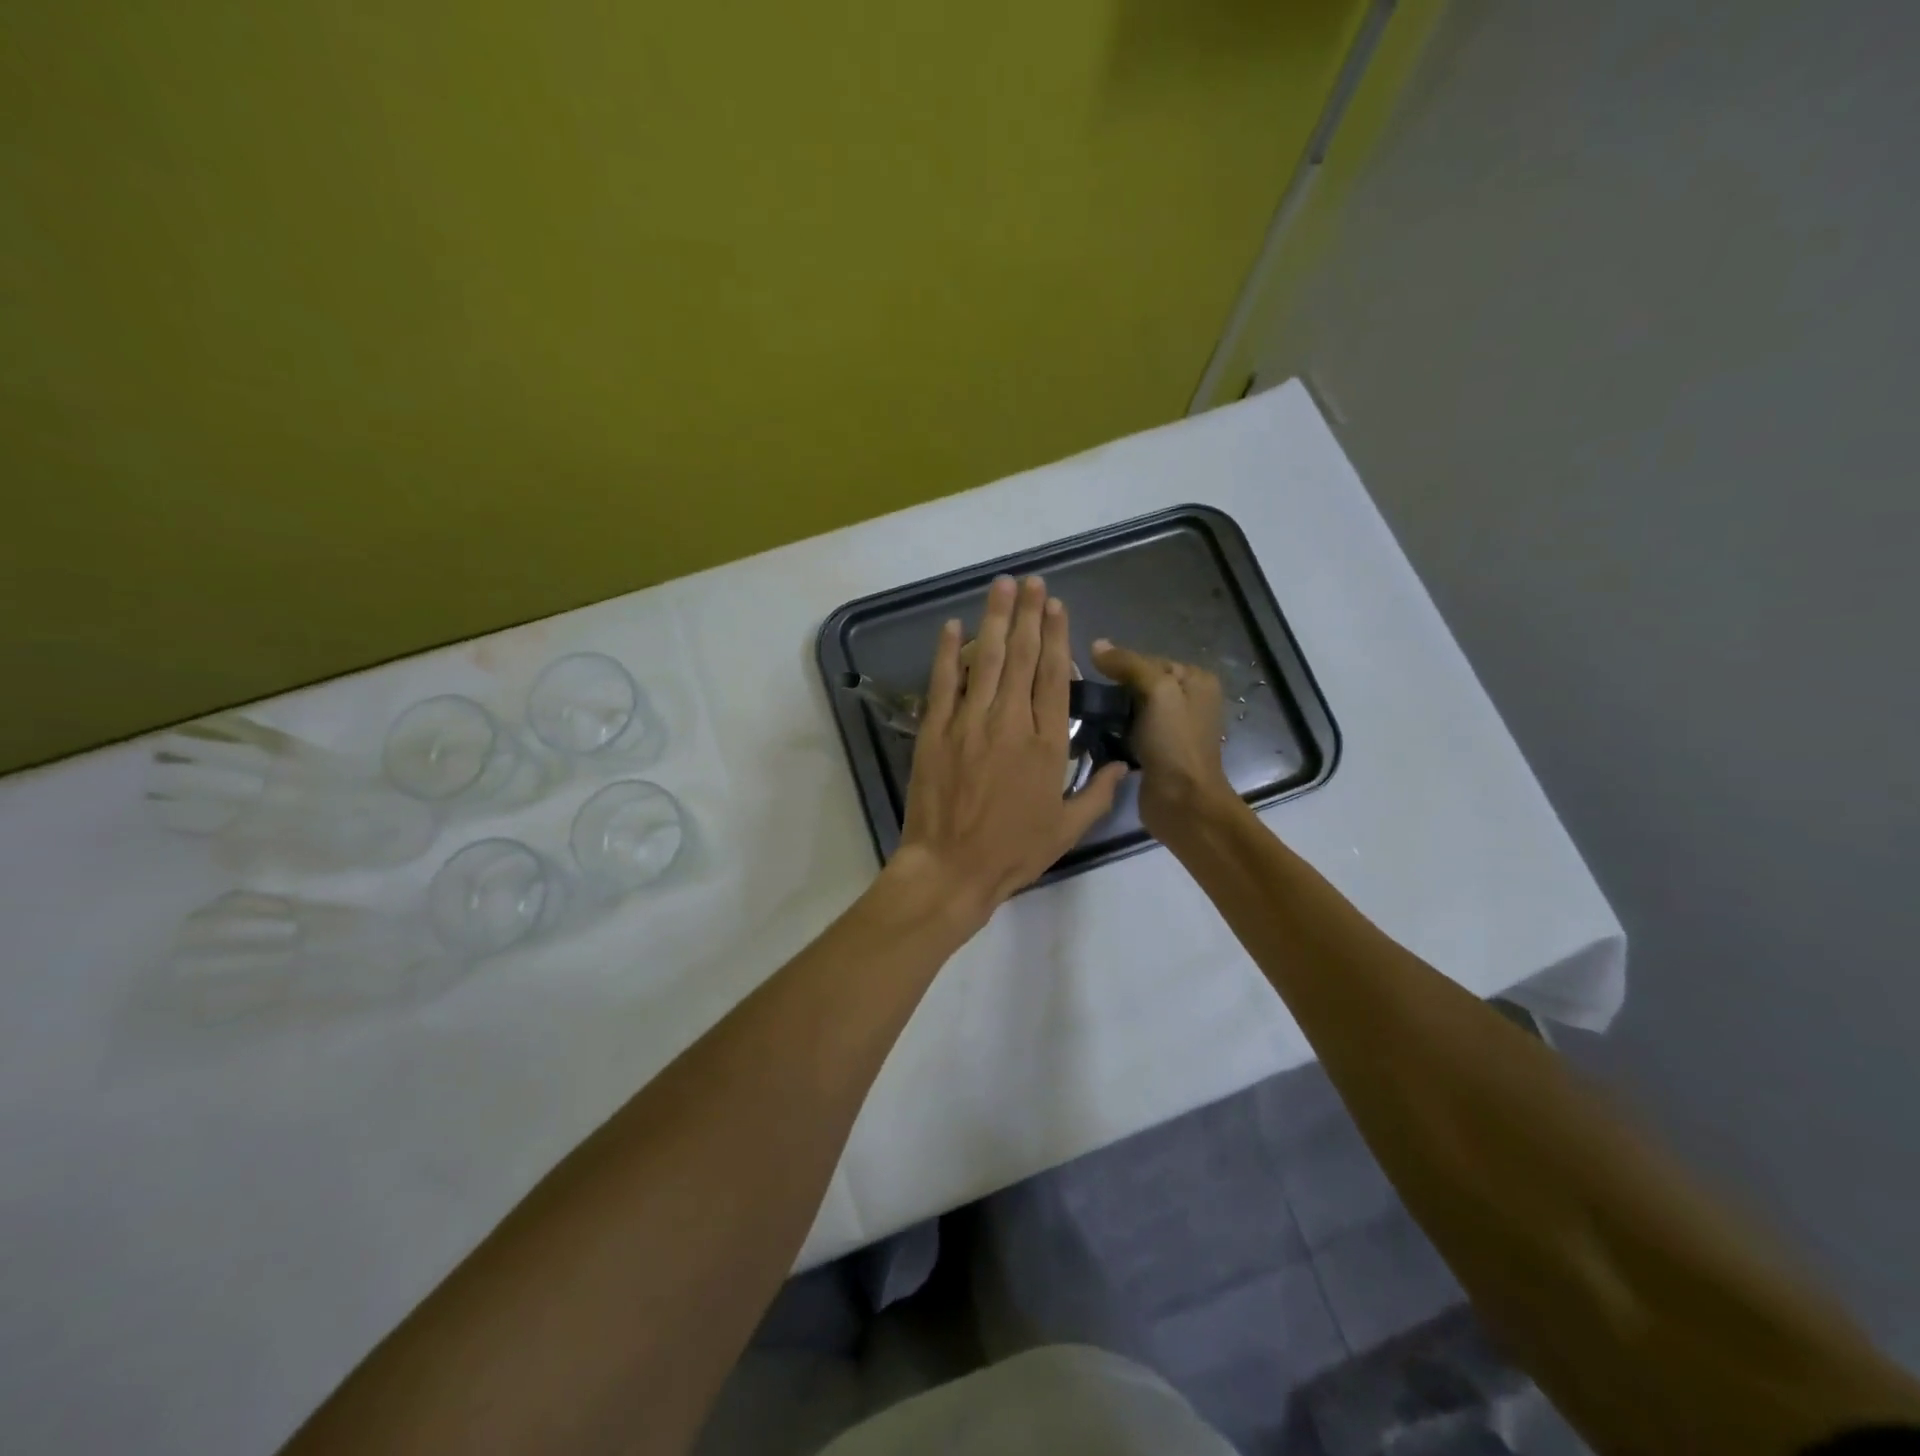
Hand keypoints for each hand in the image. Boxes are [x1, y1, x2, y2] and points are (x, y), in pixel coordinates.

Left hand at [887, 576, 1126, 922]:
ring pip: (985, 661)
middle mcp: (1010, 723)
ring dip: (994, 620)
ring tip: (1002, 586)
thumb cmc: (1013, 852)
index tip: (1057, 606)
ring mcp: (969, 724)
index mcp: (1046, 745)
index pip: (1053, 678)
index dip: (1056, 638)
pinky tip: (953, 625)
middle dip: (1028, 615)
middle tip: (1032, 581)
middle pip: (1021, 657)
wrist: (952, 869)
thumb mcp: (1067, 829)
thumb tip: (1124, 765)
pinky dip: (947, 653)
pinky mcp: (935, 731)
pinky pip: (943, 683)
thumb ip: (1098, 793)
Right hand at [1089, 639, 1234, 835]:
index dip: (1121, 666)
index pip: (1149, 660)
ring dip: (1111, 713)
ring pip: (1132, 708)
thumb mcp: (1157, 692)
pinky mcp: (1156, 752)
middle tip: (1086, 698)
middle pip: (1140, 684)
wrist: (1182, 803)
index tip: (1092, 676)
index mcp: (1197, 681)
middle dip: (1114, 690)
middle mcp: (1188, 701)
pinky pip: (1129, 731)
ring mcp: (1172, 729)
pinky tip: (1094, 735)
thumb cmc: (1175, 742)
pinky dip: (1113, 732)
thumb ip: (1129, 665)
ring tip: (1085, 715)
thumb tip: (1096, 645)